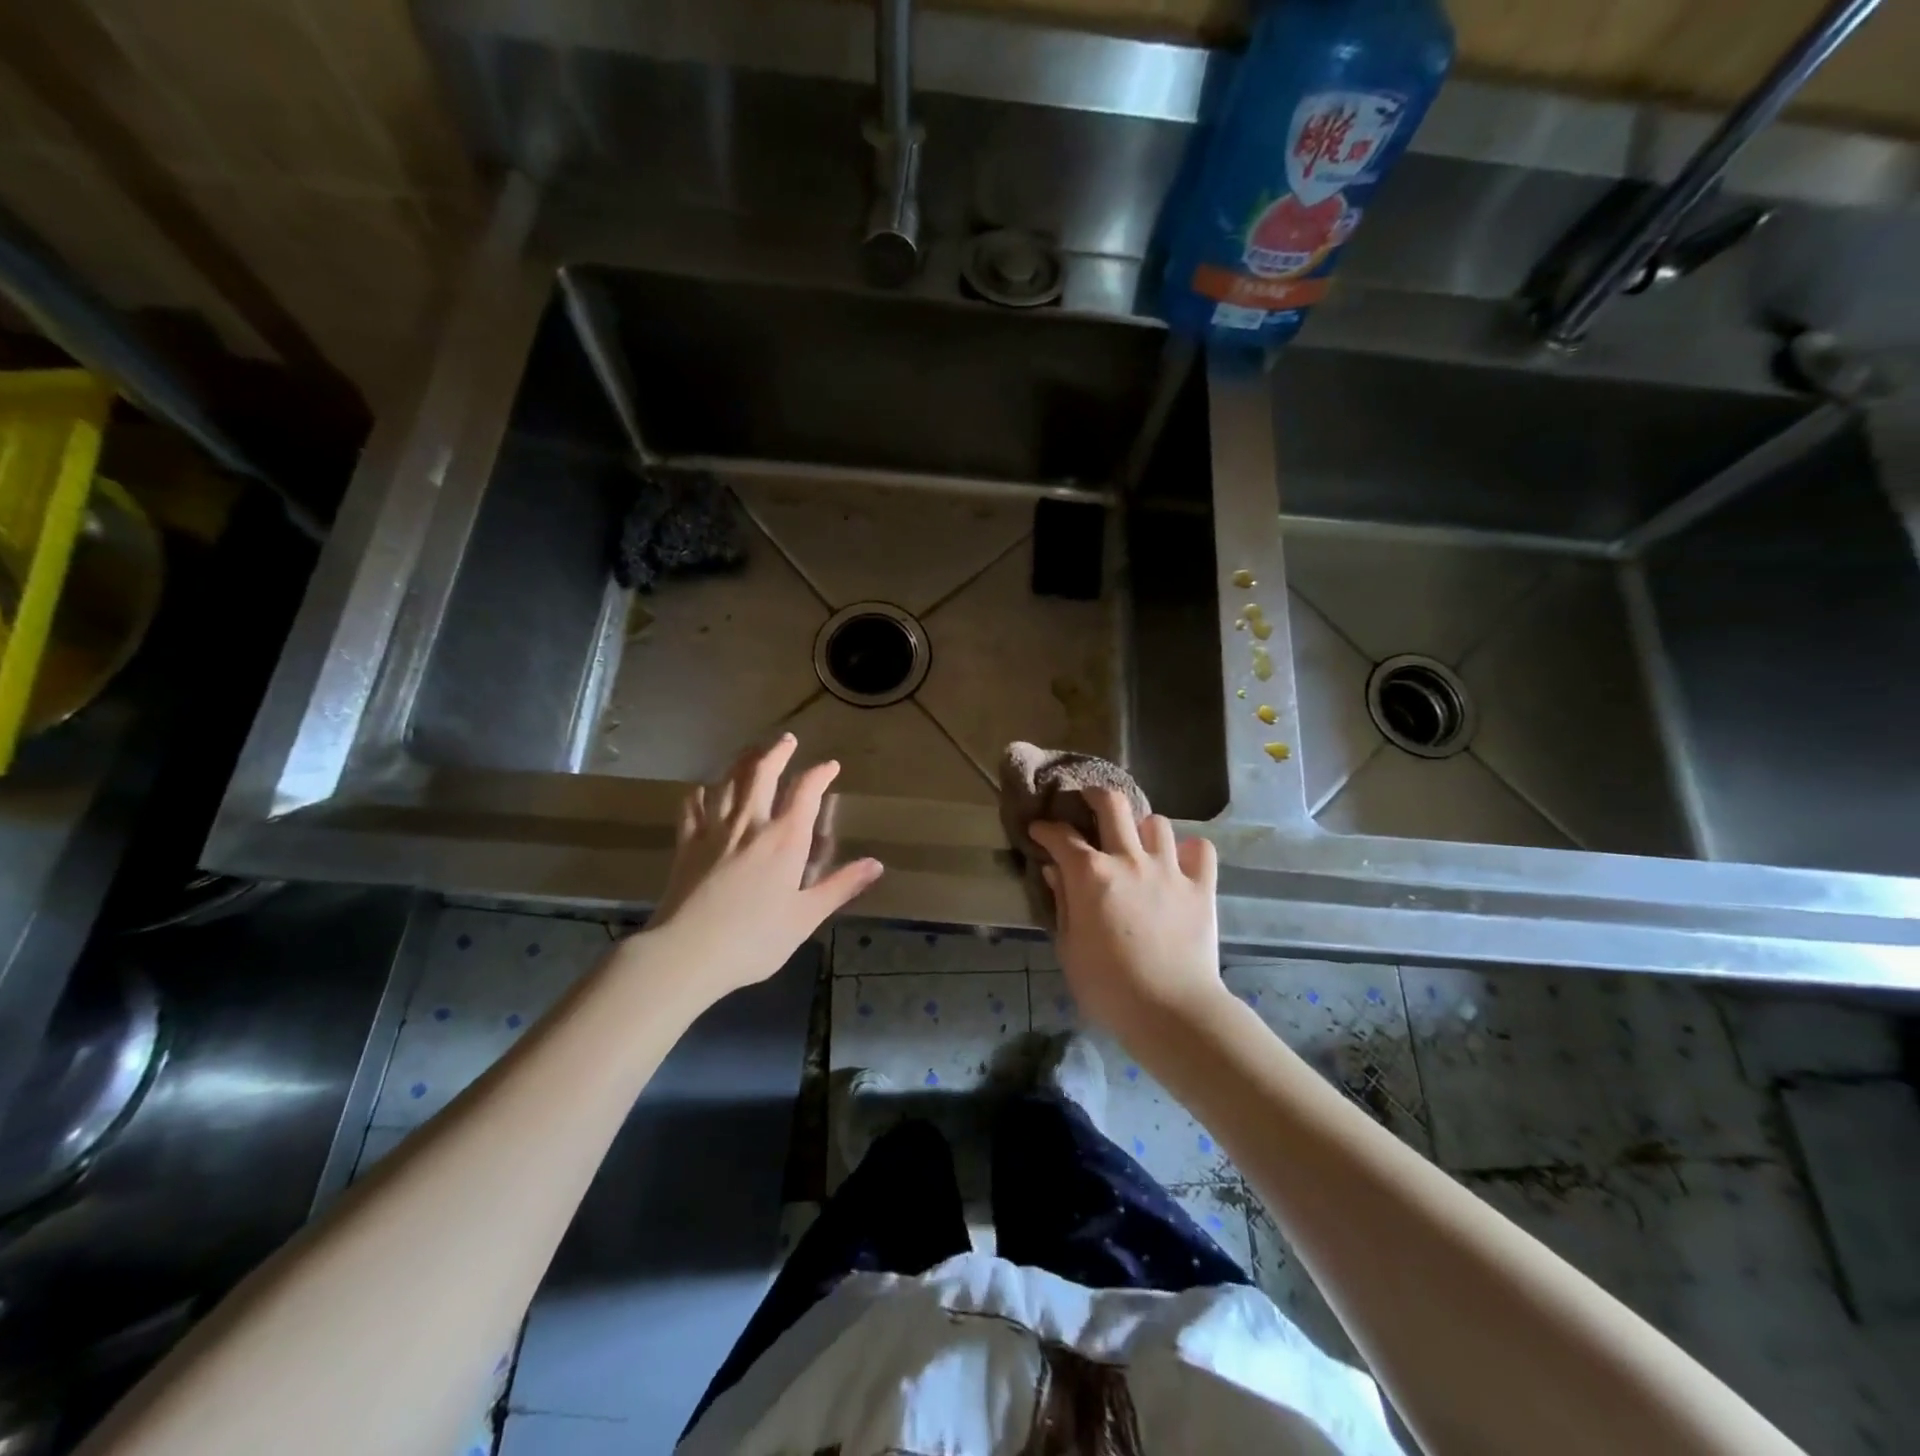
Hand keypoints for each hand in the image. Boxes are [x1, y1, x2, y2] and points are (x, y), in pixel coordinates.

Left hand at [643, 735, 882, 1001]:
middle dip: (777, 752)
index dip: (820, 774)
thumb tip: (876, 864)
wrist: (687, 952)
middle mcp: (750, 824)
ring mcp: (714, 831)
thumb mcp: (806, 917)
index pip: (805, 792)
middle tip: (787, 739)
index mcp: (785, 839)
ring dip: (742, 762)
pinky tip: (702, 791)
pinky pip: (692, 807)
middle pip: (763, 773)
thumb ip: (840, 886)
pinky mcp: (687, 844)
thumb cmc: (755, 939)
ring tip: (751, 752)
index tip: (830, 766)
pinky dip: (700, 793)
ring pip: (728, 782)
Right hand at [1028, 792, 1222, 1044]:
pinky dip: (1189, 851)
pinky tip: (1180, 862)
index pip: (1061, 836)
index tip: (1039, 832)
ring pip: (1157, 823)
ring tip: (1137, 844)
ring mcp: (1169, 869)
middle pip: (1112, 805)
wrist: (1170, 1011)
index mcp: (1091, 874)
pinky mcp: (1201, 887)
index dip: (1046, 829)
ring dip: (1142, 829)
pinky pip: (1200, 850)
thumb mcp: (1069, 947)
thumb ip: (1063, 903)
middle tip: (1088, 803)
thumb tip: (1056, 872)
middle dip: (1095, 796)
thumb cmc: (1107, 986)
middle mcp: (1129, 859)